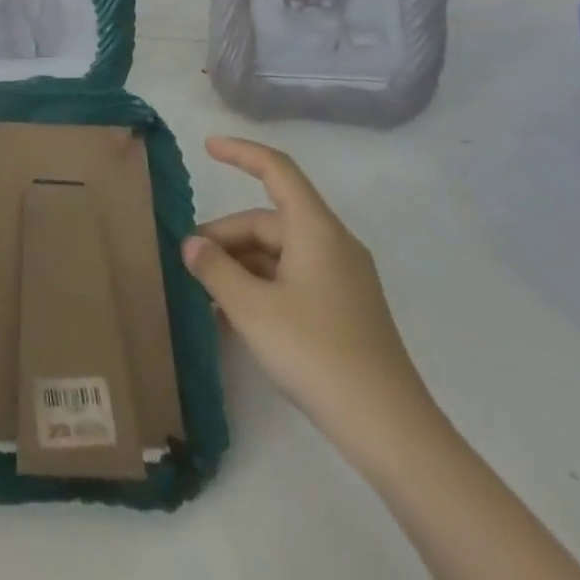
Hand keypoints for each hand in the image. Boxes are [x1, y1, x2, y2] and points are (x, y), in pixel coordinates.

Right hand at [184, 136, 432, 444]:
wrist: (391, 431)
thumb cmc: (317, 353)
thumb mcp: (251, 308)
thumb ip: (214, 268)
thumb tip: (192, 244)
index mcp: (316, 230)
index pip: (277, 170)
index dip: (241, 152)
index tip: (206, 147)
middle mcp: (332, 245)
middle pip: (268, 221)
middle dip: (225, 236)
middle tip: (188, 262)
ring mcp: (341, 280)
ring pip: (277, 253)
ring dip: (238, 266)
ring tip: (204, 295)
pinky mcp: (344, 311)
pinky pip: (291, 279)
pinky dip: (259, 287)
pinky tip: (232, 317)